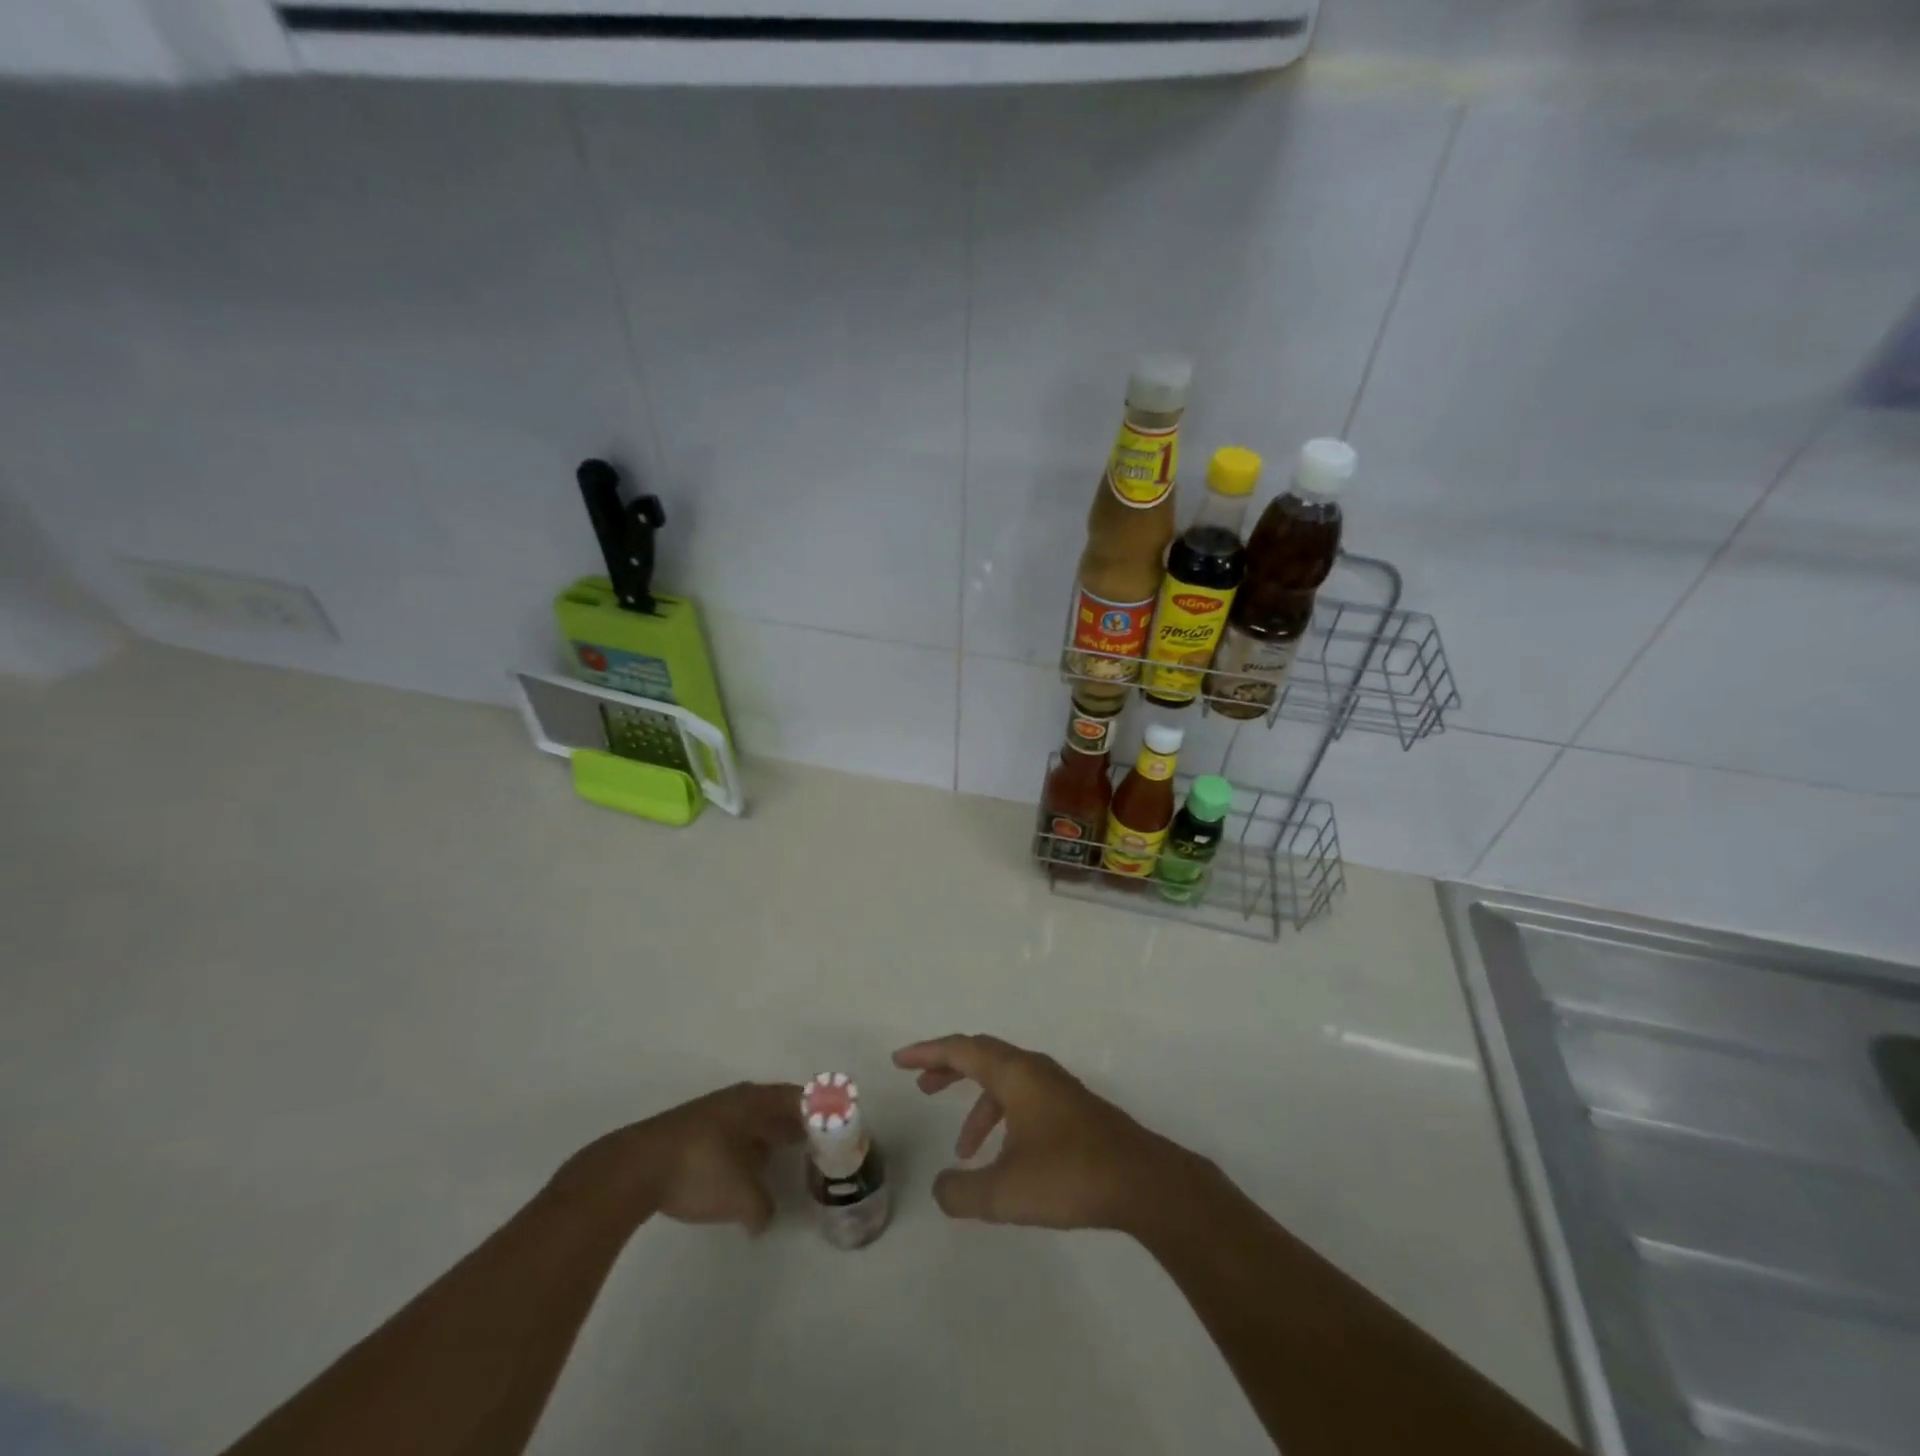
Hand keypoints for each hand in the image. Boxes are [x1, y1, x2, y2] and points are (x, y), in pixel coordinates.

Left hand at [560, 1082, 801, 1234]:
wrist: (635, 1168)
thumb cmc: (700, 1170)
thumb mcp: (743, 1197)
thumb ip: (763, 1208)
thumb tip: (763, 1219)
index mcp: (758, 1102)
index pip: (801, 1099)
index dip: (822, 1112)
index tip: (838, 1129)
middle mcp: (739, 1099)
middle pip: (778, 1106)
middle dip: (798, 1125)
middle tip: (817, 1147)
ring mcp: (713, 1113)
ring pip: (754, 1120)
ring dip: (771, 1136)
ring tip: (785, 1159)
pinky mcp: (692, 1131)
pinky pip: (734, 1133)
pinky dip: (748, 1147)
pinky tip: (746, 1171)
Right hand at [893, 1035, 1191, 1231]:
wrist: (1143, 1182)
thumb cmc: (1069, 1176)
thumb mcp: (1004, 1192)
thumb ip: (962, 1192)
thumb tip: (940, 1188)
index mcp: (1015, 1074)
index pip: (962, 1049)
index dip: (927, 1052)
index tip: (899, 1061)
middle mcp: (1035, 1071)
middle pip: (982, 1056)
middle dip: (949, 1068)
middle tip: (922, 1086)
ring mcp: (1058, 1089)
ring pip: (1005, 1081)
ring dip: (977, 1105)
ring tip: (963, 1151)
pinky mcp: (1074, 1110)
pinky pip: (1024, 1099)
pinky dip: (1003, 1118)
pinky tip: (1005, 1158)